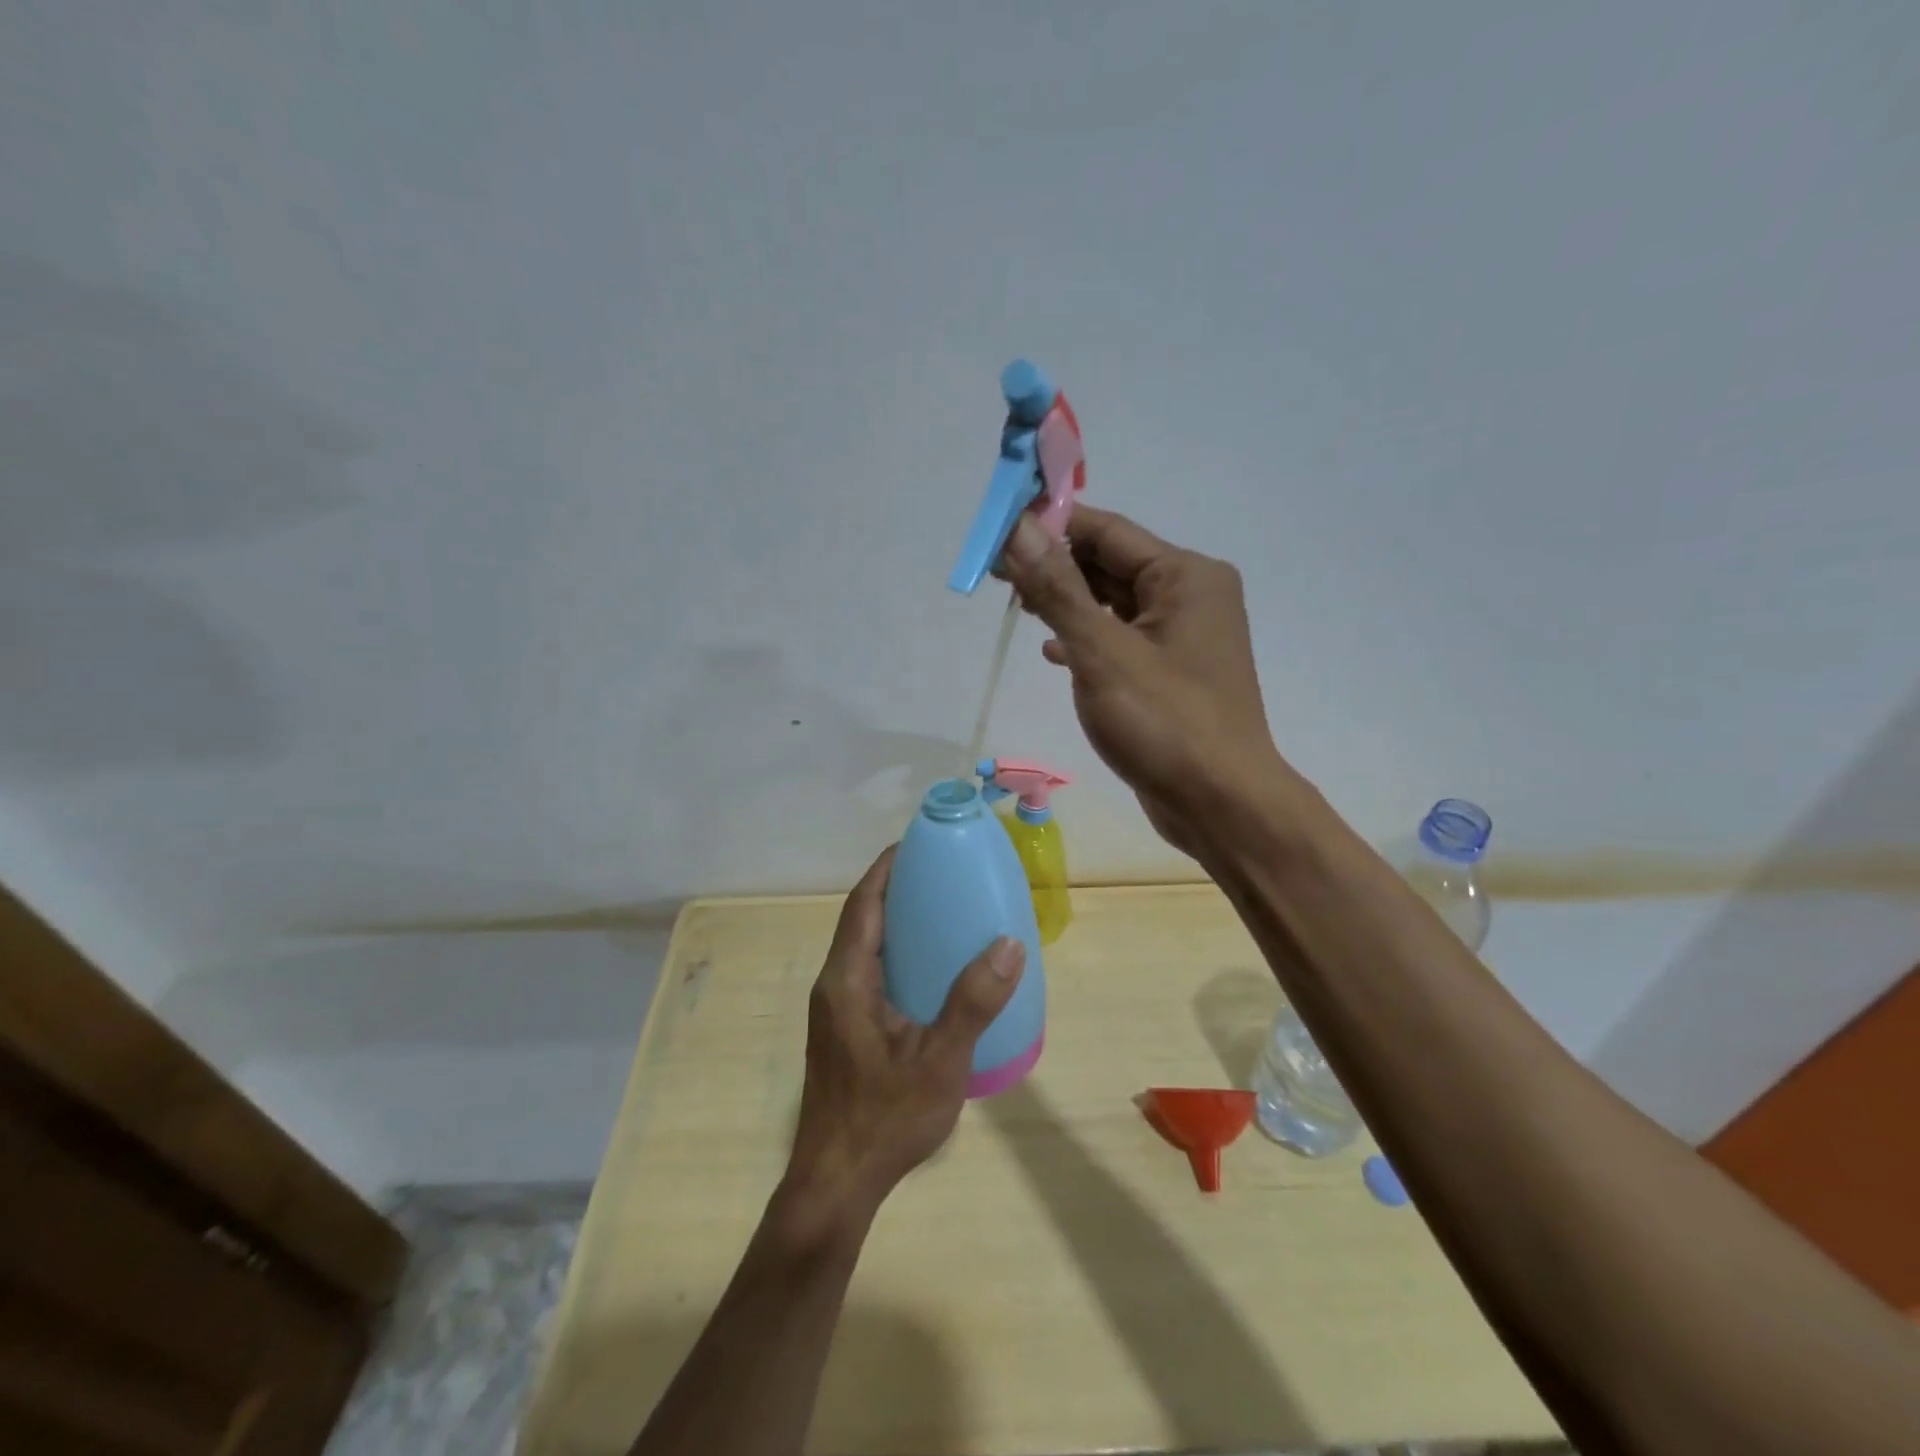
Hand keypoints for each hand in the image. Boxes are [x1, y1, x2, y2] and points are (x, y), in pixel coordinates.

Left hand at [784, 847, 1024, 1227]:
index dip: (887, 868)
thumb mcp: (939, 1062)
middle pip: (863, 919)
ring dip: (897, 922)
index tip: (920, 843)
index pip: (863, 904)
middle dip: (897, 889)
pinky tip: (934, 970)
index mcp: (847, 979)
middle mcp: (835, 985)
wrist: (837, 1184)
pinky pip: (871, 973)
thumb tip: (1009, 944)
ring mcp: (837, 1009)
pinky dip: (899, 954)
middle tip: (943, 873)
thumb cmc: (884, 1119)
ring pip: (866, 947)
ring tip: (944, 911)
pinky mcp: (845, 1030)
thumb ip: (973, 1003)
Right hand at [999, 507, 1284, 857]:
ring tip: (1017, 605)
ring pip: (1114, 603)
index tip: (999, 532)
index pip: (1107, 530)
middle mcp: (1191, 596)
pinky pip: (1122, 639)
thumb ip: (1057, 589)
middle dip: (1055, 566)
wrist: (1221, 805)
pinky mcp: (1172, 673)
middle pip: (1111, 564)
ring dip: (1068, 603)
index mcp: (1186, 575)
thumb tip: (1018, 529)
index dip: (1051, 526)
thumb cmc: (1164, 723)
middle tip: (997, 574)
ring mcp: (1183, 637)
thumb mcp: (1102, 652)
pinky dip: (1088, 639)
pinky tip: (1052, 652)